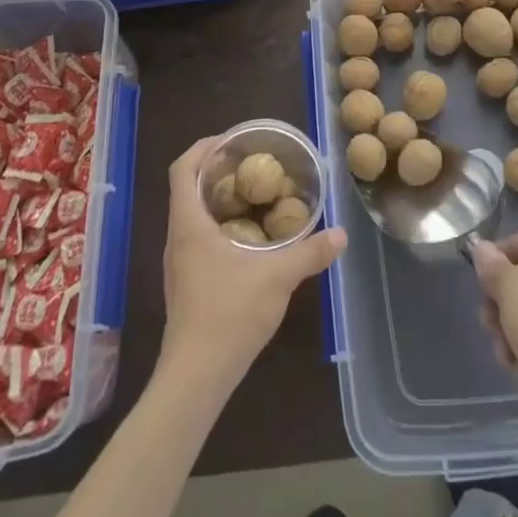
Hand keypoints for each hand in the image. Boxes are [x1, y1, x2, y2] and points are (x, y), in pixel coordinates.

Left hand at [158, 137, 345, 391]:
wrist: (195, 376)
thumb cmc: (229, 314)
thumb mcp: (277, 278)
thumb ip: (310, 253)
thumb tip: (340, 234)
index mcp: (189, 224)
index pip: (182, 169)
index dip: (202, 147)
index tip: (231, 140)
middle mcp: (177, 238)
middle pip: (186, 188)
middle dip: (216, 171)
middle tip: (251, 164)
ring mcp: (178, 263)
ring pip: (192, 215)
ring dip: (217, 199)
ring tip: (253, 196)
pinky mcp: (185, 284)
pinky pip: (197, 238)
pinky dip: (218, 225)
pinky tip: (248, 239)